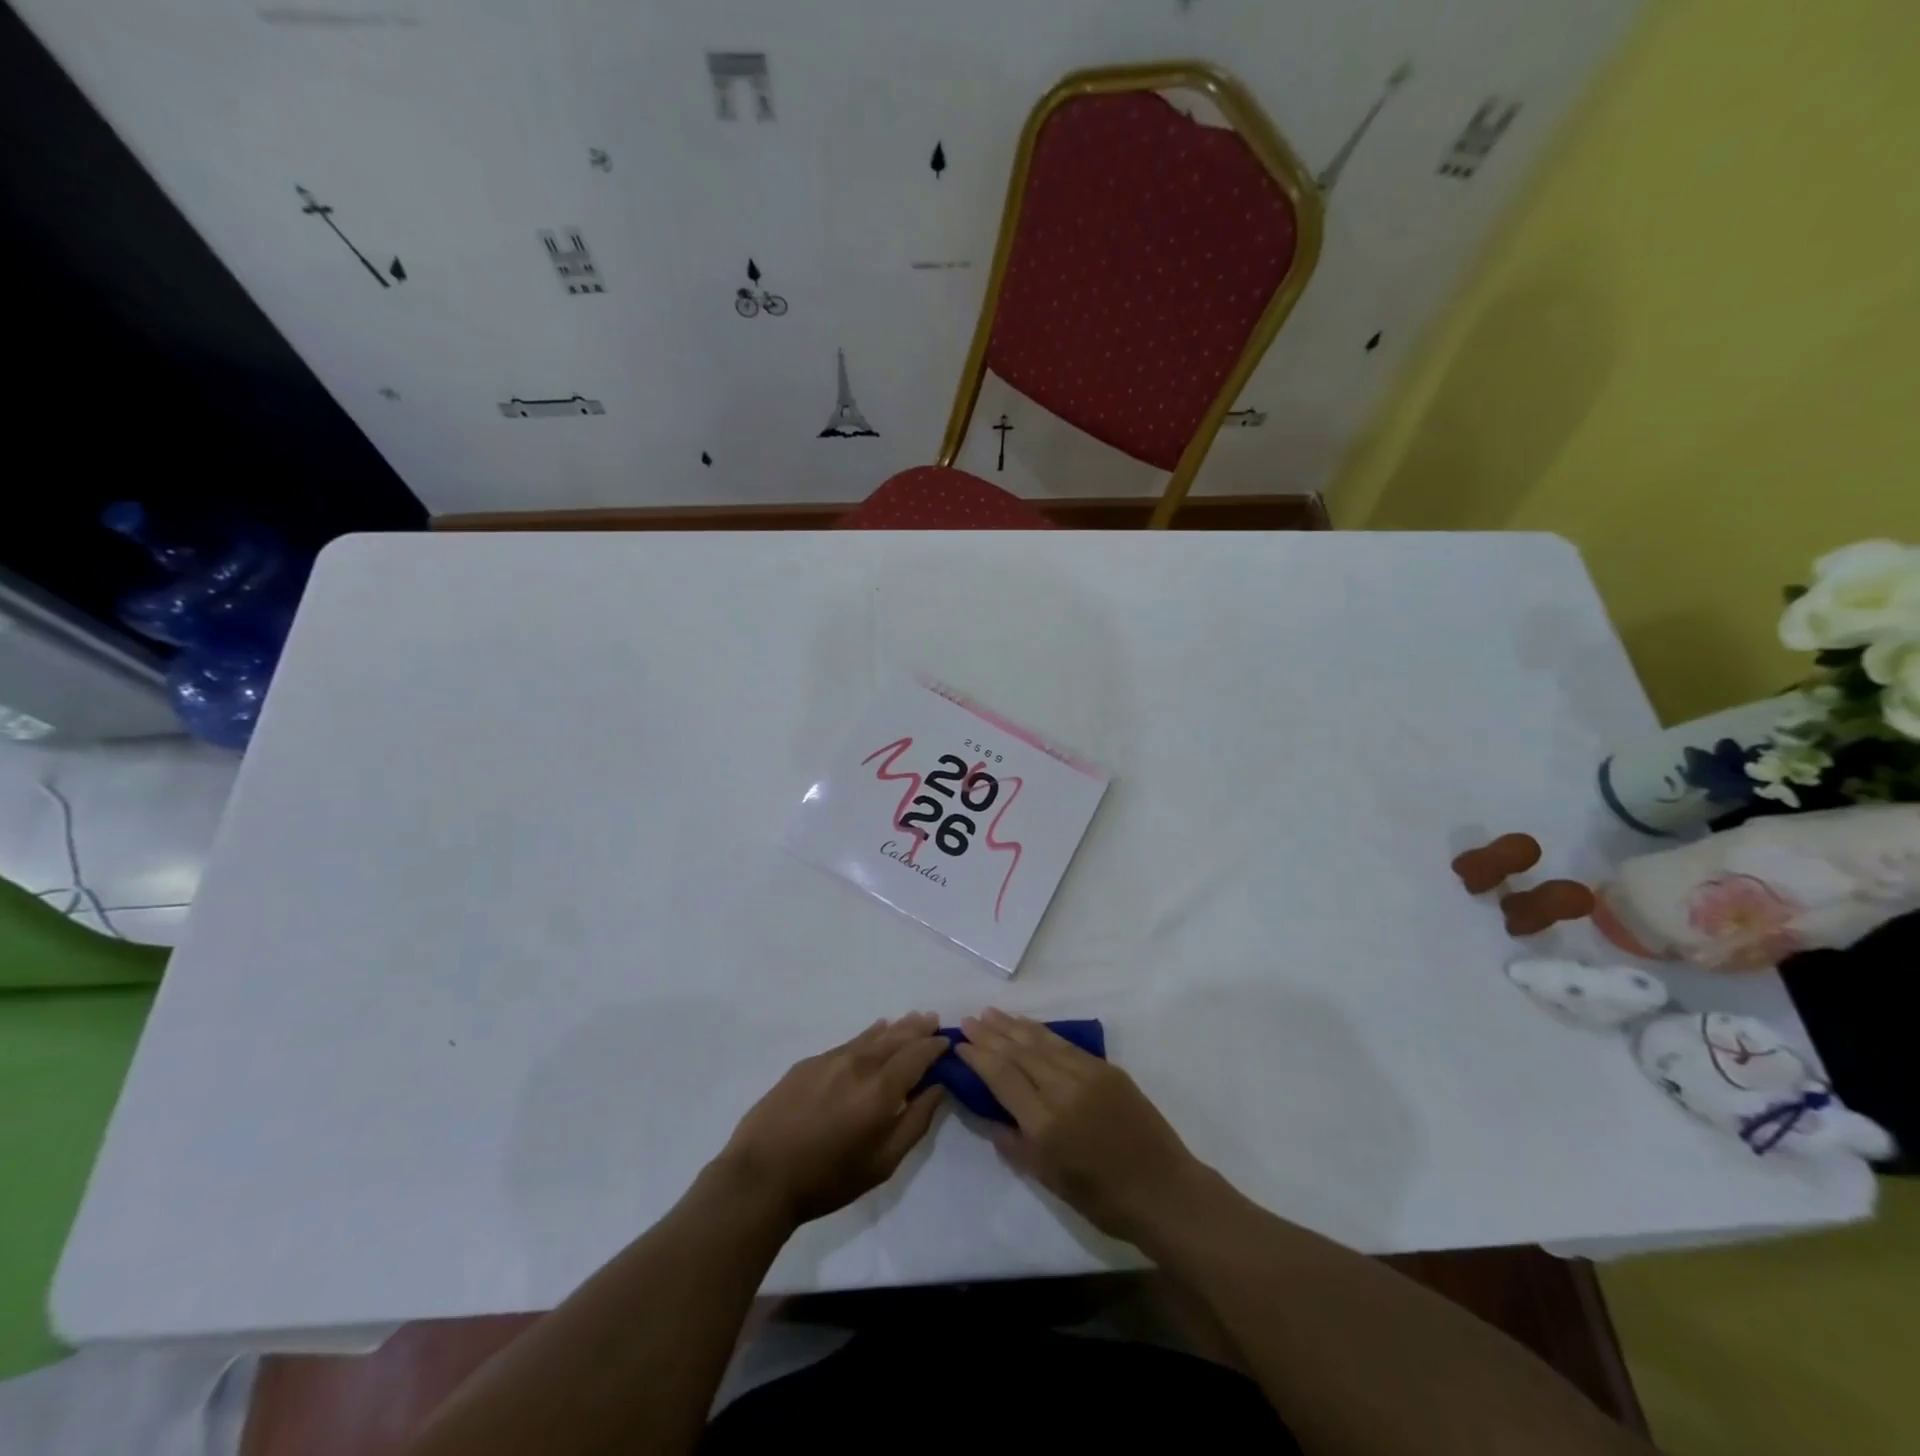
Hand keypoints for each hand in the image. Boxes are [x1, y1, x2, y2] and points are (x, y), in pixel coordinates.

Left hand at [718, 1014, 948, 1226]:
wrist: (761, 1177)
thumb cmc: (828, 1179)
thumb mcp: (883, 1163)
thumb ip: (915, 1122)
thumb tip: (938, 1088)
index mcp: (881, 1090)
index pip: (917, 1056)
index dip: (934, 1046)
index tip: (947, 1040)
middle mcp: (859, 1065)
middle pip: (896, 1038)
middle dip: (917, 1029)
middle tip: (933, 1019)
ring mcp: (831, 1060)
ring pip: (872, 1036)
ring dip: (895, 1027)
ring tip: (911, 1019)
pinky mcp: (809, 1063)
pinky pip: (848, 1042)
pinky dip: (868, 1035)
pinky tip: (874, 1032)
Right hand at [956, 1009, 1204, 1240]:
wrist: (1163, 1190)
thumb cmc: (1103, 1198)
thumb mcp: (1049, 1180)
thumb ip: (1015, 1145)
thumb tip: (990, 1117)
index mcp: (1045, 1122)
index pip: (1002, 1077)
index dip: (978, 1057)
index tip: (960, 1044)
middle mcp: (1063, 1089)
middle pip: (1018, 1052)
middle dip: (990, 1034)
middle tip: (968, 1020)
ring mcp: (1087, 1074)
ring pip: (1041, 1042)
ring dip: (1013, 1026)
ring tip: (990, 1013)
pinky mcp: (1107, 1068)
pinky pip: (1065, 1044)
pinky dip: (1042, 1032)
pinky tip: (1028, 1026)